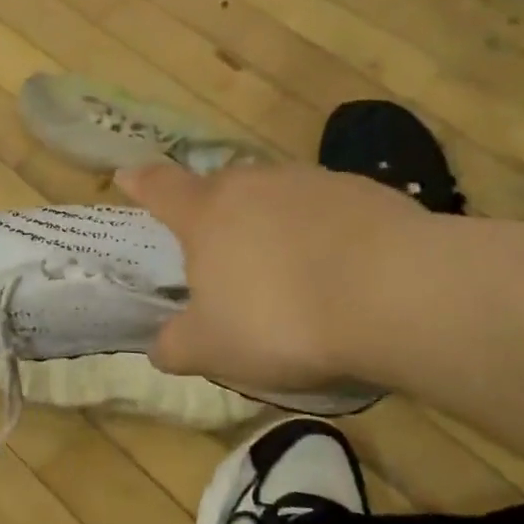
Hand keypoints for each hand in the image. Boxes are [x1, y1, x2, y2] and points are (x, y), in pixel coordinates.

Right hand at [118, 160, 434, 392]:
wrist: (396, 294)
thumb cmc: (280, 318)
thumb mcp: (213, 349)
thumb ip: (176, 346)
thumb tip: (160, 347)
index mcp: (206, 214)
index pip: (161, 188)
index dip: (141, 183)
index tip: (127, 175)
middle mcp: (253, 184)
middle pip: (221, 189)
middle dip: (215, 212)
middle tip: (222, 252)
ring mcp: (311, 182)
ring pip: (276, 197)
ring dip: (272, 224)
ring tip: (288, 271)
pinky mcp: (365, 191)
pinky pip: (327, 210)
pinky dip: (322, 233)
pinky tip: (340, 271)